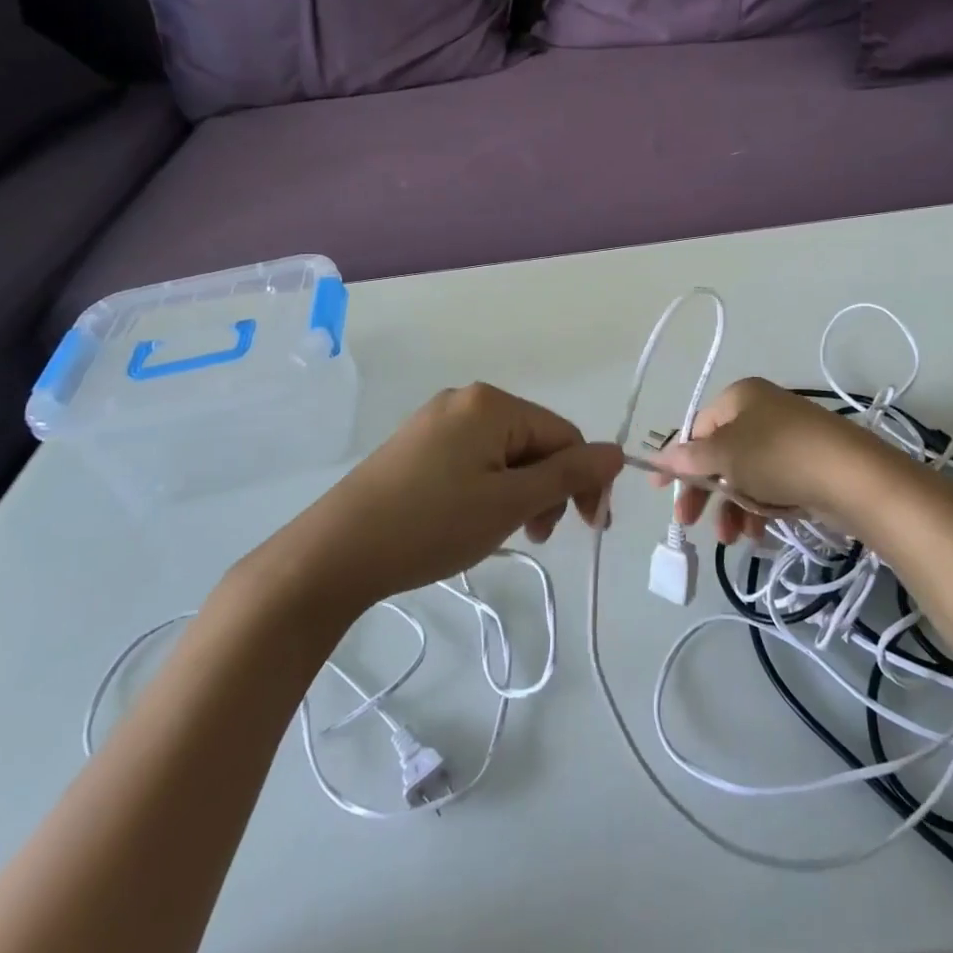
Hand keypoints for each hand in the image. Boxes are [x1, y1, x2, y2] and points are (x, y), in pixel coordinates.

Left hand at [250, 384, 621, 610]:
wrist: (334, 553)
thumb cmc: (431, 525)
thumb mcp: (510, 503)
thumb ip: (569, 475)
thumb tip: (618, 452)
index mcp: (493, 403)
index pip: (564, 434)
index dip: (585, 480)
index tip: (589, 529)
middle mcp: (466, 400)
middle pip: (535, 441)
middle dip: (548, 488)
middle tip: (537, 535)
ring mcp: (436, 421)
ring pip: (505, 454)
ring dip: (520, 493)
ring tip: (504, 533)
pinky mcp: (417, 446)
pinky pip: (474, 460)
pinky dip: (488, 490)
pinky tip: (473, 521)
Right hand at [650, 378, 909, 544]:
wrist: (852, 476)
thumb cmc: (777, 456)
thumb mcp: (725, 455)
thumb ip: (690, 458)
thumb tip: (662, 458)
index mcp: (740, 396)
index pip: (697, 427)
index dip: (676, 458)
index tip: (660, 490)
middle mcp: (762, 411)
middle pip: (719, 454)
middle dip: (705, 491)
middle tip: (689, 522)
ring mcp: (787, 438)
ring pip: (745, 475)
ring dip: (732, 508)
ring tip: (734, 538)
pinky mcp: (808, 465)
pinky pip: (771, 486)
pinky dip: (759, 508)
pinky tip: (758, 533)